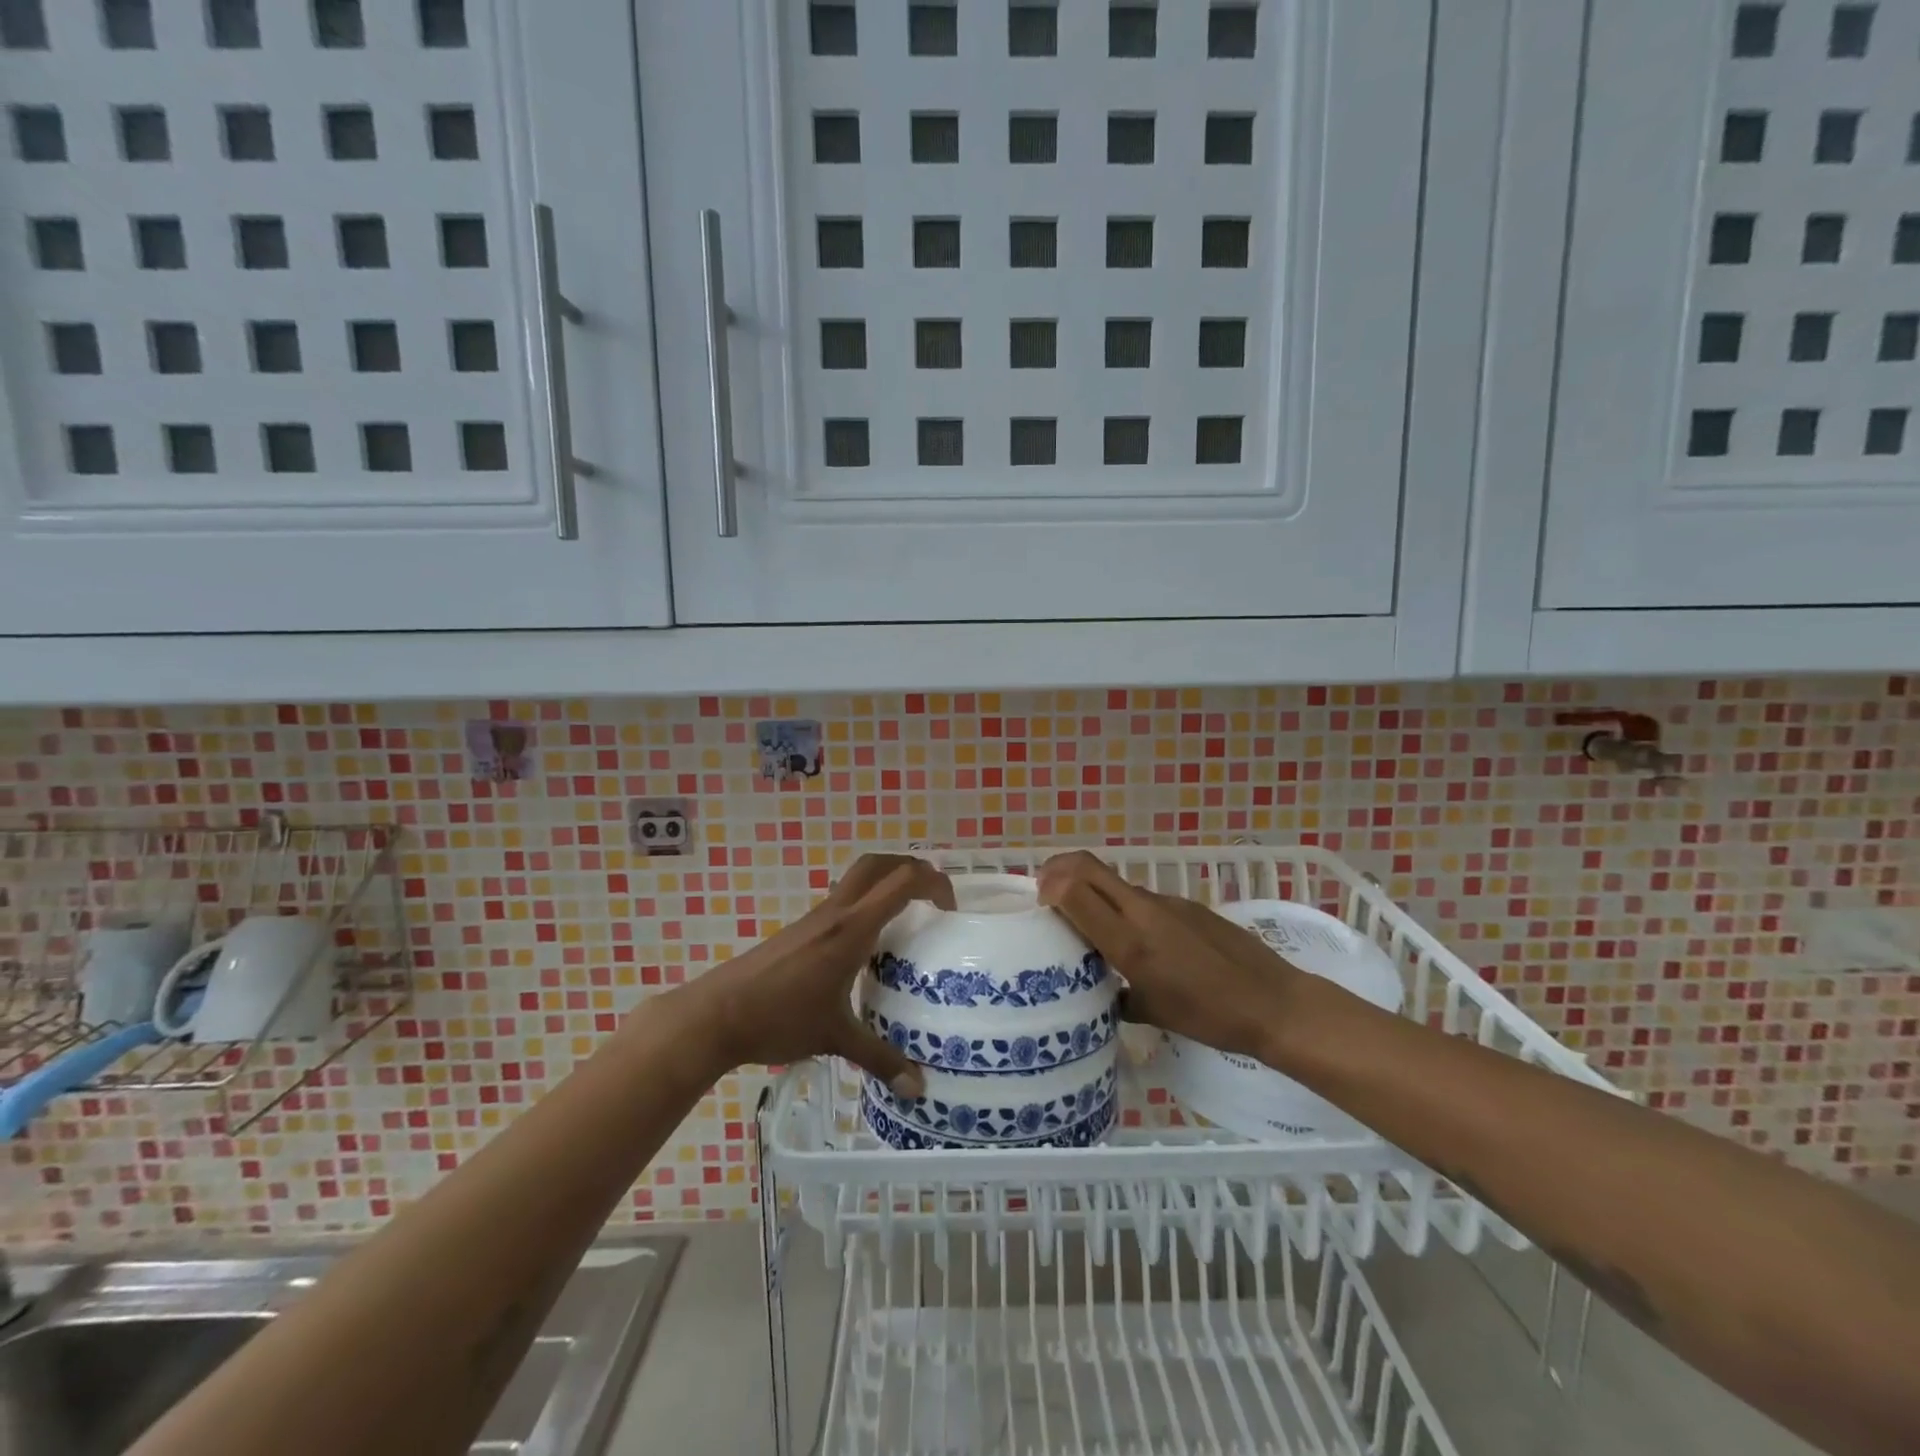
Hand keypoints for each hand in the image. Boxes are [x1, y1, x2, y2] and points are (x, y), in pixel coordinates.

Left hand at [669, 854, 954, 1095]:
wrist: (716, 1014)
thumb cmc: (780, 1018)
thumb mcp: (835, 1038)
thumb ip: (880, 1059)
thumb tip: (917, 1088)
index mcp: (852, 929)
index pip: (902, 882)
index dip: (934, 883)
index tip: (951, 910)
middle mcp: (836, 912)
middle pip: (879, 864)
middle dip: (911, 868)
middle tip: (933, 896)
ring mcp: (816, 917)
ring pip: (858, 878)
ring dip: (887, 882)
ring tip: (908, 916)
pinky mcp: (801, 929)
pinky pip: (843, 899)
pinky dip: (866, 902)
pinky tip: (868, 944)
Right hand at [1037, 851, 1301, 1061]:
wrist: (1273, 1002)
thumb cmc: (1209, 1016)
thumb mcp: (1152, 1012)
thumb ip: (1116, 994)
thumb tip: (1100, 992)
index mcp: (1128, 940)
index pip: (1072, 889)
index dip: (1048, 886)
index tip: (1040, 905)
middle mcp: (1142, 910)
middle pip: (1087, 866)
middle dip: (1058, 869)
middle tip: (1047, 892)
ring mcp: (1167, 902)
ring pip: (1115, 882)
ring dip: (1092, 890)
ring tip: (1091, 924)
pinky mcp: (1187, 904)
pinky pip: (1143, 897)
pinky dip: (1124, 906)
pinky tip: (1141, 939)